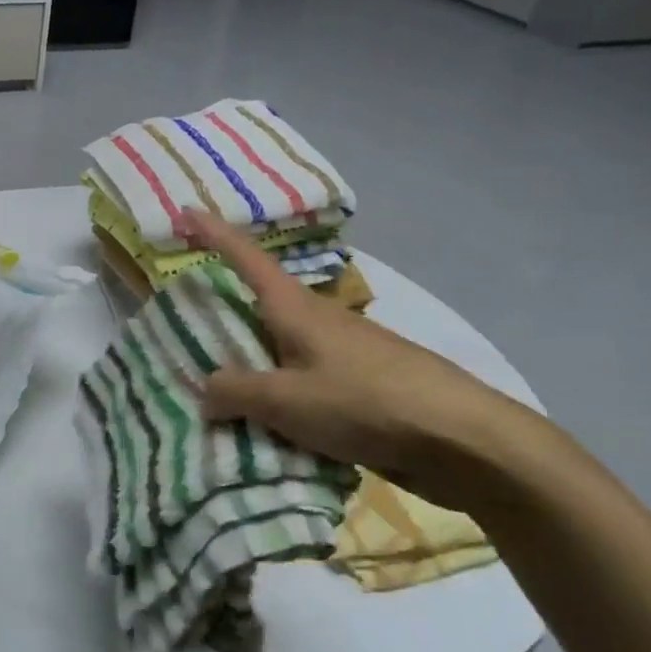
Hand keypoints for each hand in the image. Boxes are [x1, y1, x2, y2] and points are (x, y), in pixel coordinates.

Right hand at [181, 209, 559, 516]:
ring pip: (281, 350)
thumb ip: (235, 391)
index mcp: (295, 309)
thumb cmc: (366, 402)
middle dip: (226, 311)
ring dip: (252, 364)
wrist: (464, 440)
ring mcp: (344, 354)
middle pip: (261, 306)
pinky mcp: (362, 387)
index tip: (187, 211)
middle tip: (187, 325)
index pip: (246, 258)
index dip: (214, 234)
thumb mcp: (286, 400)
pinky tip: (268, 429)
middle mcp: (317, 322)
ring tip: (219, 393)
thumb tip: (206, 390)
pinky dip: (279, 397)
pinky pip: (303, 383)